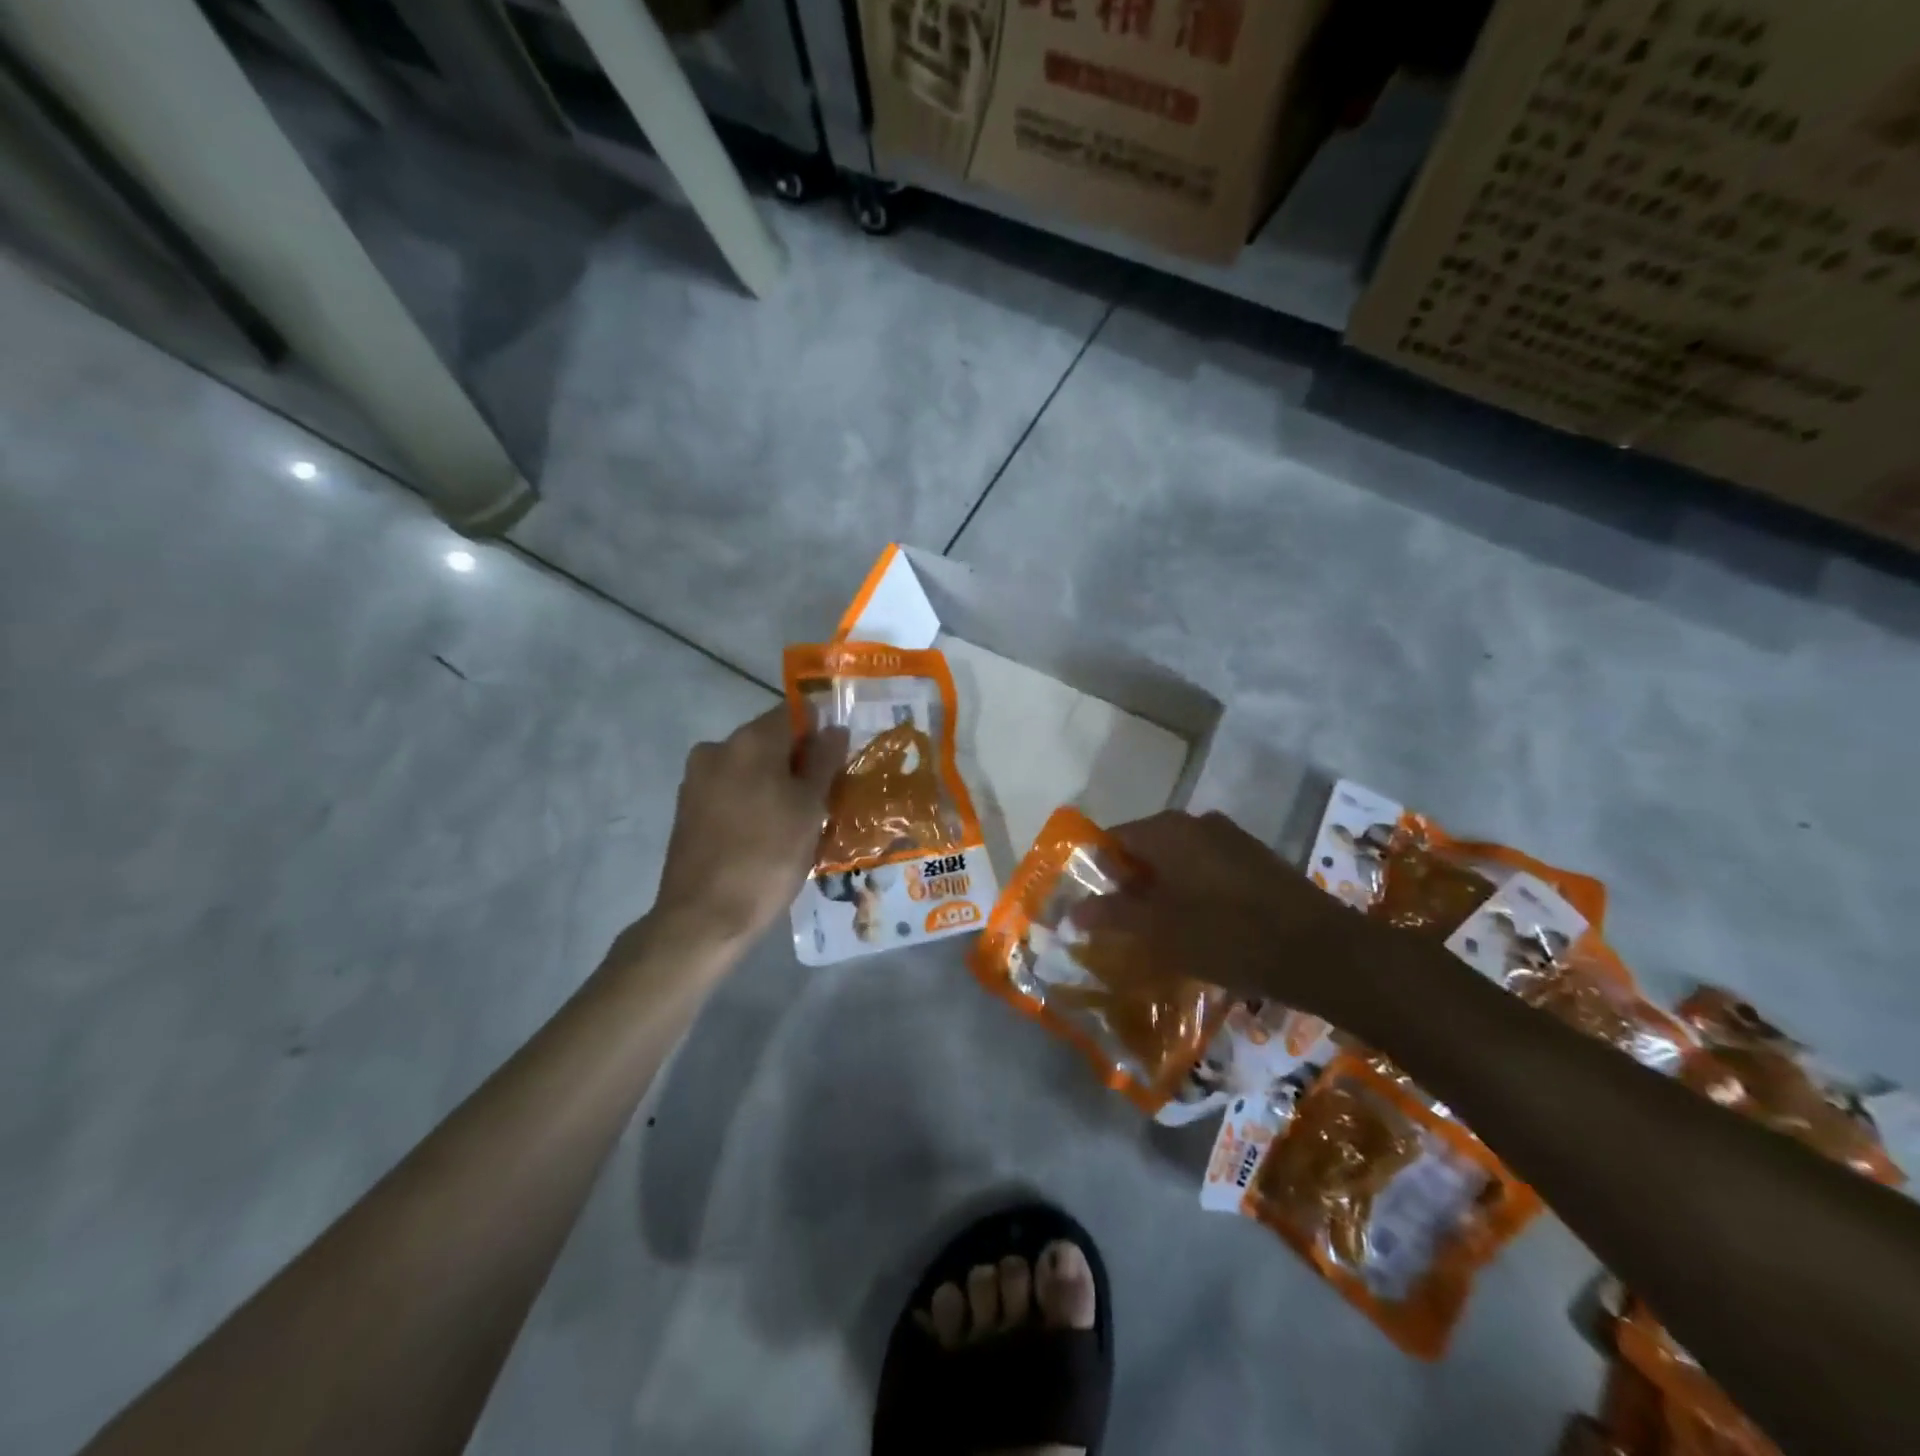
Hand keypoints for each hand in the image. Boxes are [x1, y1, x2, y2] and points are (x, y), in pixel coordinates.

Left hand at [646, 706, 847, 947]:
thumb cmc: (768, 857)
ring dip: (774, 784)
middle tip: (822, 800)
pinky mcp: (686, 809)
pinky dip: (751, 802)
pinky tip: (765, 836)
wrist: (704, 917)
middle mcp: (718, 748)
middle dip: (797, 763)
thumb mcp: (810, 809)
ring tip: (795, 824)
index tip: (836, 766)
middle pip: (770, 740)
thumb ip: (823, 762)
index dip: (820, 734)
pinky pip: (730, 791)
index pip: (794, 713)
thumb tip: (833, 728)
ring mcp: (696, 779)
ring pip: (750, 768)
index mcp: (750, 740)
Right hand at [1069, 810, 1389, 1021]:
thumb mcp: (1158, 931)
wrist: (1318, 949)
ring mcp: (1229, 836)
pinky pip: (1208, 867)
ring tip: (1164, 931)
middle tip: (1127, 926)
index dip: (1099, 874)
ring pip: (1178, 859)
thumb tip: (1074, 909)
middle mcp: (1194, 821)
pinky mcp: (1255, 856)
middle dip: (1132, 884)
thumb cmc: (1225, 935)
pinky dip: (1195, 889)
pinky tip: (1204, 926)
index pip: (1112, 840)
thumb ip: (1112, 915)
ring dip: (1165, 888)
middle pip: (1145, 848)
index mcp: (1165, 830)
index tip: (1097, 910)